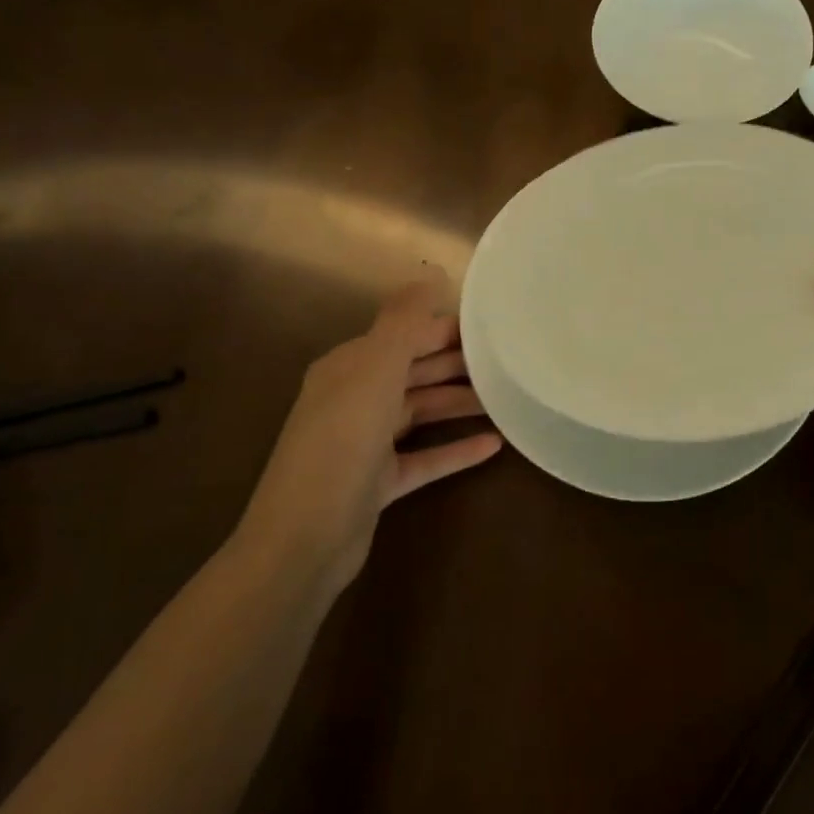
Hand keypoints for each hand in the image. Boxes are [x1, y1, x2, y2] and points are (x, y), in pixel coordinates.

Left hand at [234, 278, 502, 592]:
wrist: (304, 540)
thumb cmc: (342, 442)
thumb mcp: (375, 371)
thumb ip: (404, 321)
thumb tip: (429, 273)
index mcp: (350, 366)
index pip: (406, 336)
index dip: (447, 330)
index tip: (494, 330)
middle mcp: (356, 397)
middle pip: (416, 372)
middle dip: (459, 366)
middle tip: (508, 365)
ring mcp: (366, 443)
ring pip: (422, 412)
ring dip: (461, 405)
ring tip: (507, 402)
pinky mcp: (378, 482)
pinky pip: (424, 457)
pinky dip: (455, 450)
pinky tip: (493, 447)